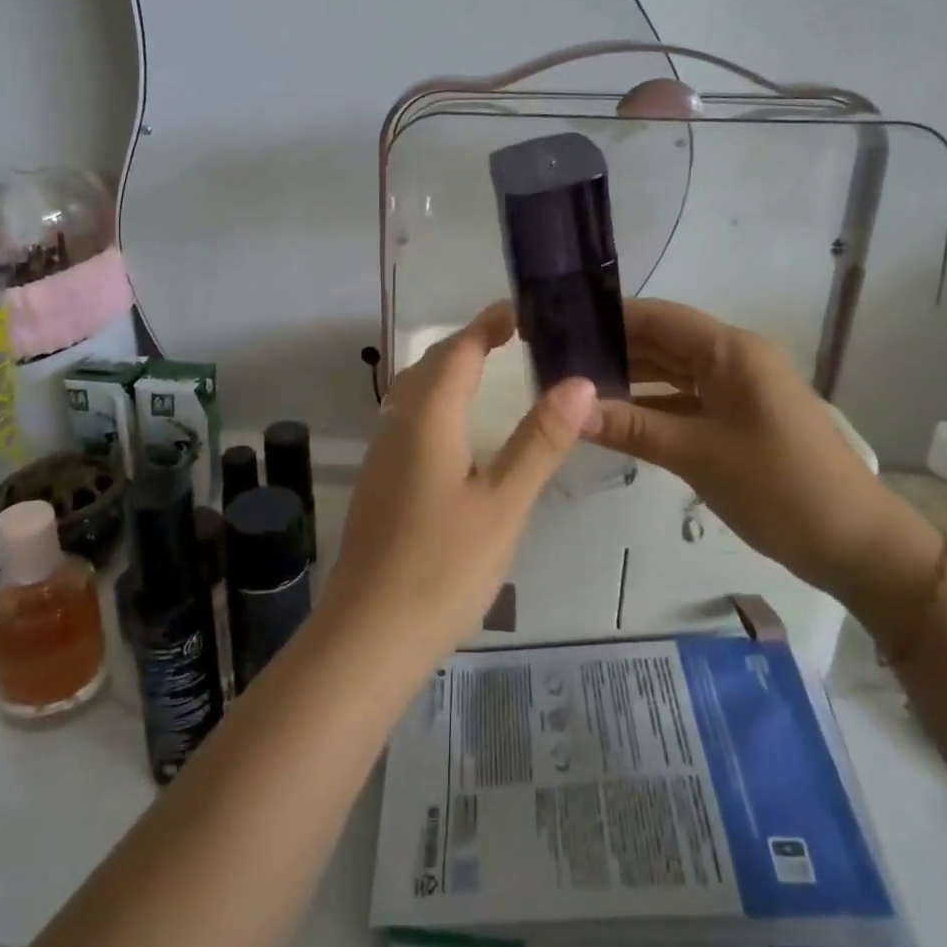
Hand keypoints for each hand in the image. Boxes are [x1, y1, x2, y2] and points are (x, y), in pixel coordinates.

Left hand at [320, 303, 595, 666]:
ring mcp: (382, 453)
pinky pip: (408, 419)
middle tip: (513, 337)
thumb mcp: (504, 504)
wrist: (368, 635)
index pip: (459, 350)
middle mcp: (398, 423)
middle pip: (432, 364)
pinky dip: (436, 402)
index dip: (488, 324)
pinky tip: (456, 432)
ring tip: (488, 372)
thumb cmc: (443, 567)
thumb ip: (539, 440)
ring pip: (414, 392)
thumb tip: (578, 381)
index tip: (522, 310)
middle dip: (469, 342)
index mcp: (428, 417)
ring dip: (448, 370)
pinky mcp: (378, 481)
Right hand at [581, 298, 903, 597]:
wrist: (857, 545)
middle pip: (663, 341)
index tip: (560, 326)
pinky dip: (652, 405)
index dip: (610, 317)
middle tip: (557, 361)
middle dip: (613, 348)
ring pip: (672, 371)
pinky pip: (686, 399)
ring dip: (630, 378)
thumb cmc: (780, 487)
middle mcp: (734, 359)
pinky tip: (615, 418)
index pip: (659, 316)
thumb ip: (631, 427)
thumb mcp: (697, 455)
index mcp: (731, 351)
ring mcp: (739, 389)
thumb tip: (569, 410)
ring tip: (576, 387)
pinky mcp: (739, 417)